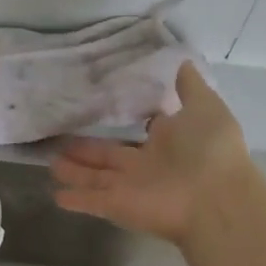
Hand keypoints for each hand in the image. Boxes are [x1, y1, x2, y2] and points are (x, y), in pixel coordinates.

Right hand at [51, 62, 254, 243]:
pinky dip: (74, 198)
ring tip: (49, 161)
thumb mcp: (205, 107)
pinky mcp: (117, 205)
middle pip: (109, 156)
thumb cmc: (211, 150)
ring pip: (95, 176)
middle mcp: (147, 165)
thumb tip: (181, 60)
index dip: (121, 121)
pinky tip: (54, 194)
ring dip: (74, 171)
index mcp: (168, 142)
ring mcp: (130, 187)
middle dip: (86, 149)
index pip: (139, 130)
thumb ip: (189, 87)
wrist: (216, 200)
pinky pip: (91, 201)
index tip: (99, 108)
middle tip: (60, 138)